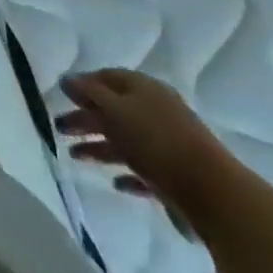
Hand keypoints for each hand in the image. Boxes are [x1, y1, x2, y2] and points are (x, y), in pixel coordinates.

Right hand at [55, 69, 237, 239]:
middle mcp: (157, 112)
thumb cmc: (156, 141)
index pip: (108, 77)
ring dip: (99, 147)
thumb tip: (66, 79)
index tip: (61, 94)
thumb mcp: (115, 109)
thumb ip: (88, 93)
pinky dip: (126, 174)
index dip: (83, 84)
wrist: (213, 194)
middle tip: (59, 128)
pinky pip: (144, 172)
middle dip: (85, 118)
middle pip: (113, 110)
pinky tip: (114, 182)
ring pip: (125, 142)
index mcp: (145, 89)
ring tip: (74, 156)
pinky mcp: (174, 177)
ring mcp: (167, 146)